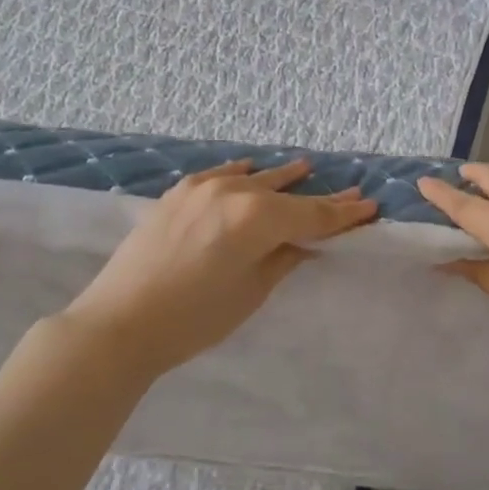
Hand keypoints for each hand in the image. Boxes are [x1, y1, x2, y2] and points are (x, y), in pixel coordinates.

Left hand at [61, 158, 376, 378]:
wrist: (119, 322)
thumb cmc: (193, 319)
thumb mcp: (250, 293)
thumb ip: (282, 259)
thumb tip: (303, 243)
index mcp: (258, 218)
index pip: (312, 215)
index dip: (343, 215)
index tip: (369, 206)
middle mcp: (234, 191)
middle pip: (286, 194)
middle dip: (319, 197)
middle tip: (350, 192)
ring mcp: (203, 187)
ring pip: (254, 177)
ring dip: (281, 178)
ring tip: (305, 167)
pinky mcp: (179, 193)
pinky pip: (221, 174)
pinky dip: (241, 173)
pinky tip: (250, 168)